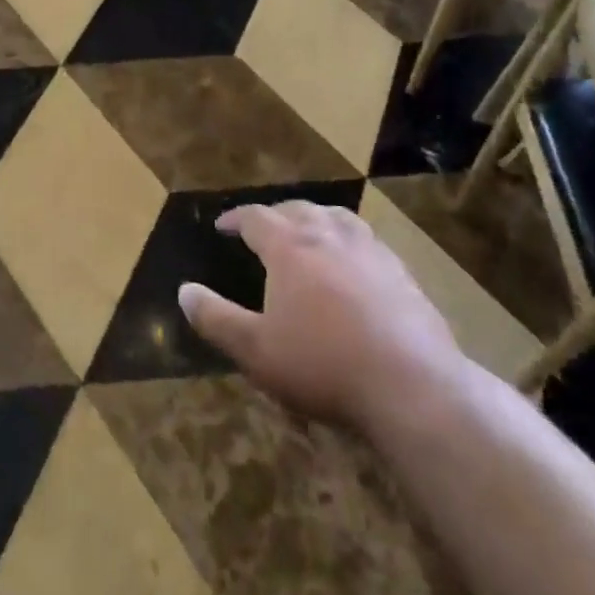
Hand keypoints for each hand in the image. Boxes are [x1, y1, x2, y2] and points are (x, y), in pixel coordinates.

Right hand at [178, 202, 465, 430]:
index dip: (235, 218)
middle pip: (298, 210)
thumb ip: (215, 319)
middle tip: (262, 227)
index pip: (256, 217)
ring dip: (315, 218)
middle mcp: (329, 236)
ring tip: (308, 230)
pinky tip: (353, 263)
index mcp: (290, 247)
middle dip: (275, 214)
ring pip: (337, 218)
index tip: (221, 225)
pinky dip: (348, 240)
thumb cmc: (323, 364)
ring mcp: (370, 251)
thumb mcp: (256, 350)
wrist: (411, 385)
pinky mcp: (401, 272)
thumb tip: (183, 290)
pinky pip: (367, 241)